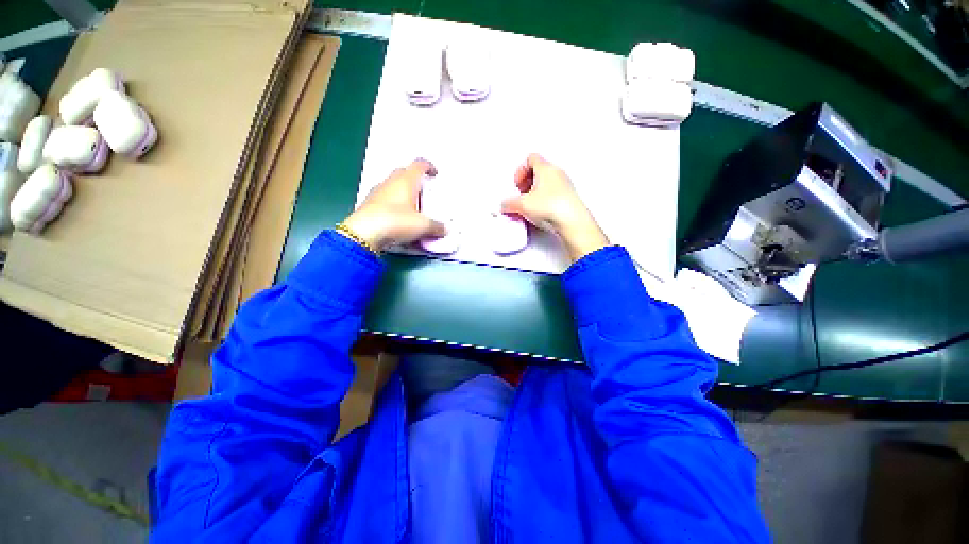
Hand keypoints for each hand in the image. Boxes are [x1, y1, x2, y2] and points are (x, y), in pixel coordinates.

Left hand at [342, 159, 445, 250]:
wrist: (364, 234)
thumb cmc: (396, 222)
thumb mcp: (423, 226)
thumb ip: (436, 226)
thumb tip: (445, 229)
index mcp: (406, 181)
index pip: (419, 165)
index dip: (429, 167)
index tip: (435, 174)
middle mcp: (390, 182)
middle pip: (404, 173)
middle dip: (415, 179)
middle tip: (424, 192)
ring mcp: (377, 192)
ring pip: (393, 185)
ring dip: (403, 192)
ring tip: (412, 207)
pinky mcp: (369, 204)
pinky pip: (385, 198)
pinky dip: (393, 203)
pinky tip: (398, 217)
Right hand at [501, 154, 608, 260]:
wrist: (572, 222)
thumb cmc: (550, 206)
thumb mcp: (522, 205)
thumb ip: (508, 203)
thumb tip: (504, 205)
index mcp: (546, 168)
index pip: (531, 158)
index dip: (521, 171)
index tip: (518, 185)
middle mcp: (557, 173)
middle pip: (538, 171)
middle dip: (527, 183)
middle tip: (522, 195)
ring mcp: (565, 185)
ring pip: (546, 183)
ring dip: (535, 193)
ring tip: (531, 206)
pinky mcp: (569, 198)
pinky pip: (553, 194)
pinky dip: (544, 200)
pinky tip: (541, 213)